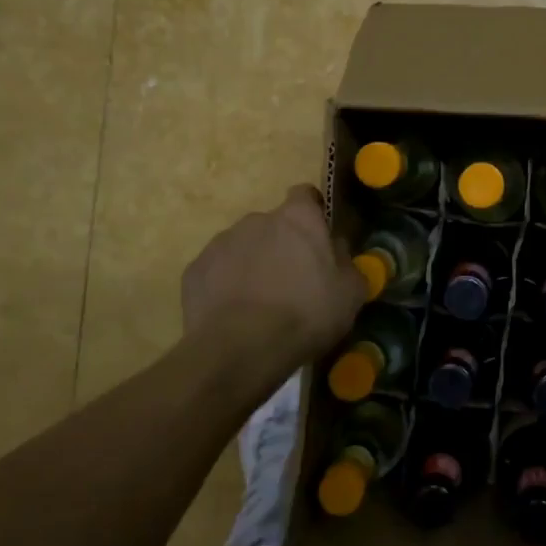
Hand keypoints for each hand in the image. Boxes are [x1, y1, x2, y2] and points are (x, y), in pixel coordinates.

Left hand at [180, 186, 366, 371]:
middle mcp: (256, 220)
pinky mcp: (194, 271)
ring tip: (261, 303)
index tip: (319, 237)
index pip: (305, 195)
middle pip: (273, 225)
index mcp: (297, 218)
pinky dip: (226, 286)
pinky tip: (234, 315)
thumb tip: (337, 249)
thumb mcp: (350, 293)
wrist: (240, 349)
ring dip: (253, 265)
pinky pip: (217, 272)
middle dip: (282, 245)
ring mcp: (220, 243)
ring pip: (243, 248)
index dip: (313, 213)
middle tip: (293, 281)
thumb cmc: (305, 314)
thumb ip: (346, 262)